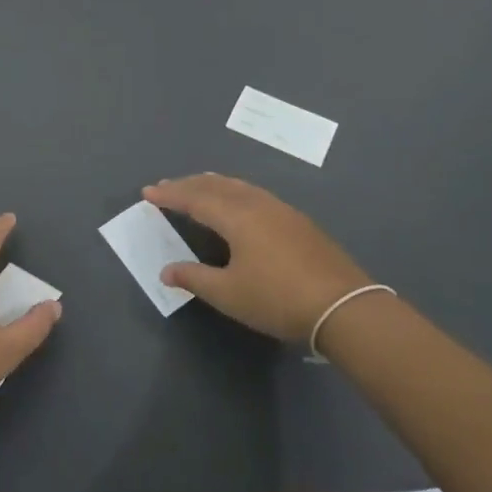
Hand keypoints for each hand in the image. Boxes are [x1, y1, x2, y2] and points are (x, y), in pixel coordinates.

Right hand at [142, 175, 373, 342]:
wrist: (342, 306)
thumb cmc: (277, 299)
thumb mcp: (229, 294)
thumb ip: (194, 278)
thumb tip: (166, 270)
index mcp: (236, 216)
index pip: (195, 198)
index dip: (170, 195)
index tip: (148, 192)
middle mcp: (257, 203)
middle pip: (216, 185)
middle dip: (188, 185)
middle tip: (167, 186)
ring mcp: (281, 210)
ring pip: (239, 186)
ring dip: (213, 184)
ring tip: (198, 187)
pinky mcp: (297, 221)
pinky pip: (254, 194)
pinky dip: (234, 192)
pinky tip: (237, 204)